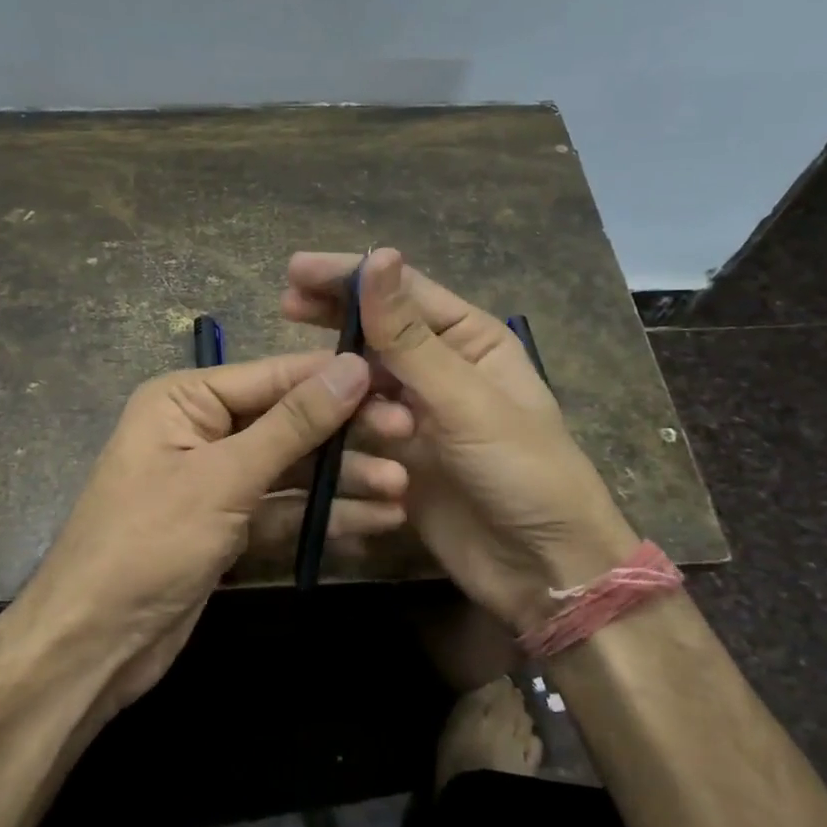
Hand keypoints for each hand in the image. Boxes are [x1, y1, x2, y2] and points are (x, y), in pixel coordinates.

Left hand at [23, 350, 410, 713]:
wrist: (94, 644)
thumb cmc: (149, 542)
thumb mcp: (224, 477)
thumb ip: (292, 424)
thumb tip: (351, 367)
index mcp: (185, 400)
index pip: (274, 376)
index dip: (336, 378)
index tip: (398, 380)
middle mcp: (201, 430)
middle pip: (288, 422)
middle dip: (345, 435)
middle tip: (409, 437)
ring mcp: (216, 481)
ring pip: (291, 470)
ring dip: (342, 481)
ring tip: (402, 490)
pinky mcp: (228, 526)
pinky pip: (283, 511)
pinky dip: (322, 517)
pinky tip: (374, 522)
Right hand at [282, 248, 637, 632]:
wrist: (543, 570)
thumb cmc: (522, 472)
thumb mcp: (465, 400)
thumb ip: (410, 336)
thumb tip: (377, 256)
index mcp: (471, 340)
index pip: (403, 291)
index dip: (350, 276)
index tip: (295, 269)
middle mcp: (442, 369)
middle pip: (377, 330)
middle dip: (335, 316)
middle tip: (284, 304)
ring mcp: (418, 414)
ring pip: (363, 380)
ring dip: (342, 381)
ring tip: (314, 385)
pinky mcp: (398, 456)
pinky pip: (357, 427)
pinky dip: (340, 424)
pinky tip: (317, 424)